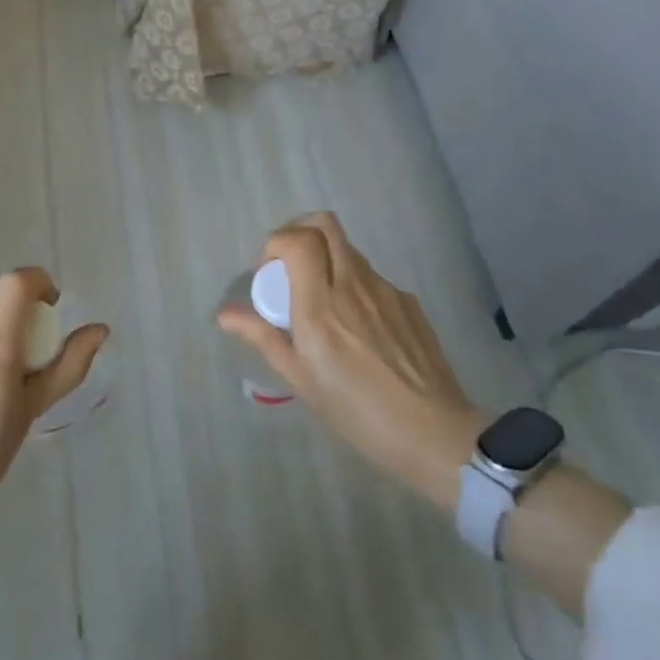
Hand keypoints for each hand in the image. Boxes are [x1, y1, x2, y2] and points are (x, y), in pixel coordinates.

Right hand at [218, 213, 481, 504]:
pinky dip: (354, 286)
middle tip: (290, 268)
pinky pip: (372, 278)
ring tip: (323, 304)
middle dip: (300, 232)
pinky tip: (359, 328)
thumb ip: (263, 337)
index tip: (268, 274)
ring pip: (349, 251)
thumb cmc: (357, 412)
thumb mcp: (301, 380)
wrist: (434, 435)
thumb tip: (225, 314)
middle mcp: (353, 285)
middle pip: (325, 224)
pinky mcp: (408, 302)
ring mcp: (385, 290)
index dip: (276, 244)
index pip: (298, 239)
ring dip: (327, 261)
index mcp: (321, 305)